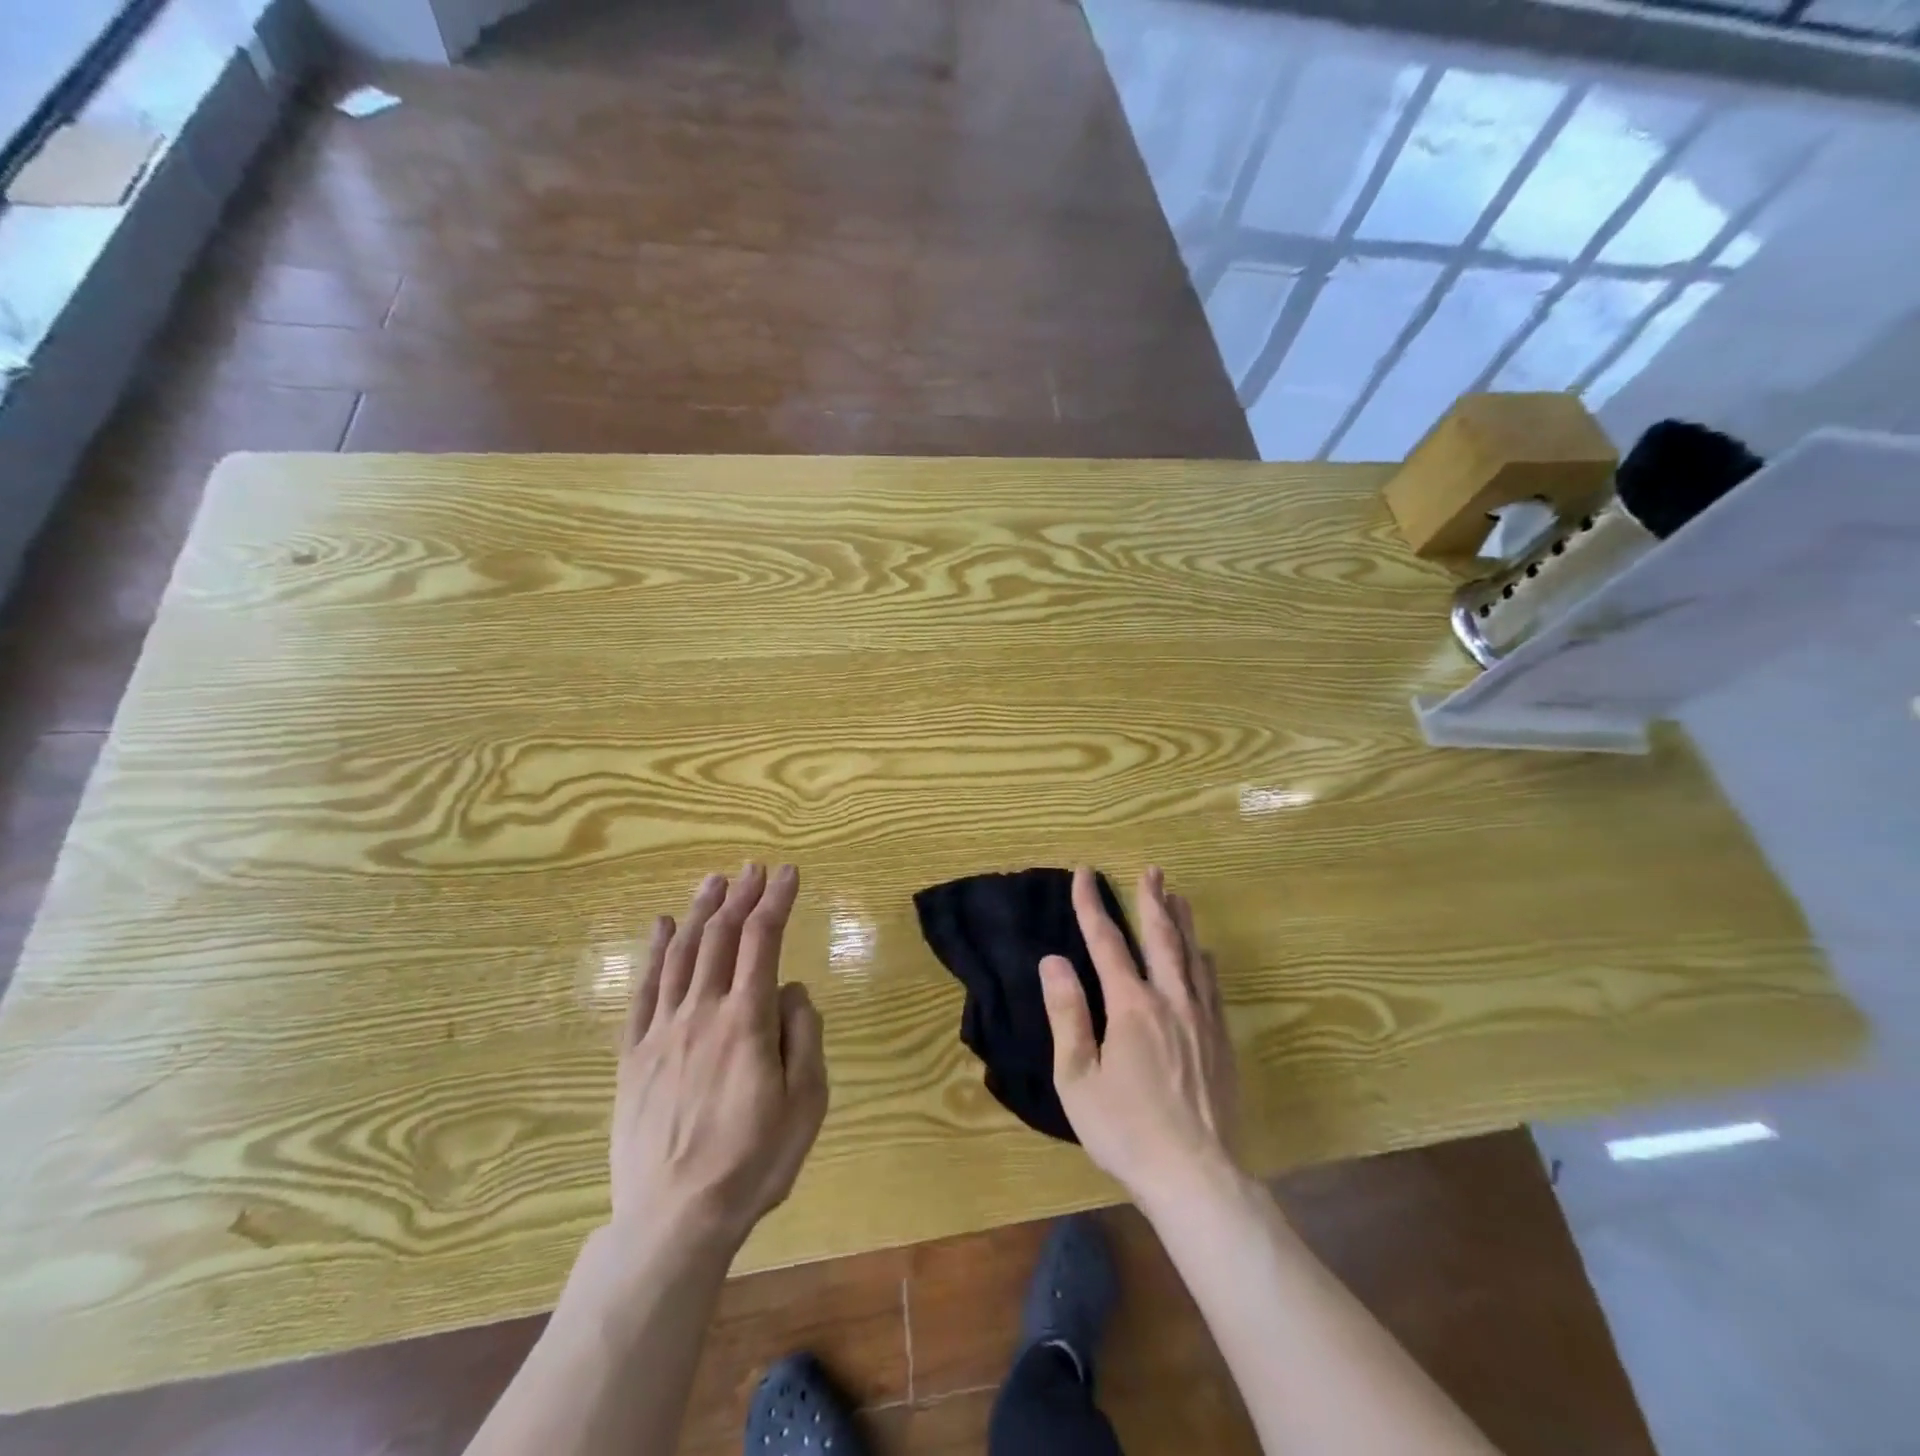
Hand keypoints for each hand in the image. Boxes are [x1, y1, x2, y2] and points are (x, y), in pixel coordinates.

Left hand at [610, 864, 827, 1252]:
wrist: (673, 1219)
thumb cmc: (753, 1162)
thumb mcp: (807, 1103)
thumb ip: (805, 1036)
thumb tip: (792, 989)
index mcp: (748, 1020)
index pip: (763, 940)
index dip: (776, 901)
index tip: (789, 874)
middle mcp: (703, 1011)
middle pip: (721, 936)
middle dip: (741, 896)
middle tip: (754, 868)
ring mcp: (662, 1031)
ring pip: (681, 953)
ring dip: (700, 911)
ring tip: (714, 881)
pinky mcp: (632, 1054)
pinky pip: (643, 990)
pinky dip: (653, 952)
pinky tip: (661, 927)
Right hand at [1041, 866, 1236, 1206]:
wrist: (1197, 1176)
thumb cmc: (1126, 1130)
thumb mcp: (1078, 1077)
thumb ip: (1067, 1014)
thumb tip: (1053, 961)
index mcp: (1131, 1007)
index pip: (1107, 943)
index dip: (1092, 906)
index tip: (1084, 874)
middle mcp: (1171, 1001)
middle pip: (1161, 938)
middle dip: (1152, 900)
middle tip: (1151, 870)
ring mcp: (1201, 1020)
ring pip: (1192, 957)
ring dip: (1182, 923)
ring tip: (1177, 896)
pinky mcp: (1222, 1042)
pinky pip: (1212, 987)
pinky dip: (1204, 961)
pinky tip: (1205, 954)